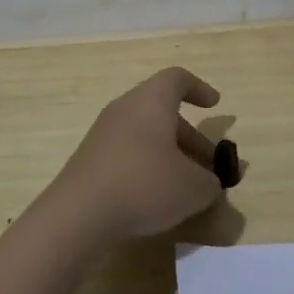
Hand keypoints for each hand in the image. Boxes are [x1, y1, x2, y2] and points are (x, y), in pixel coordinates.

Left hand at [48, 67, 224, 239]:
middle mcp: (125, 109)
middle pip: (162, 111)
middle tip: (208, 165)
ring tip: (184, 185)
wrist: (78, 214)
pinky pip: (126, 152)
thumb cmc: (144, 185)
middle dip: (190, 136)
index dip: (199, 88)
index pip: (177, 79)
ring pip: (144, 133)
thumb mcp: (193, 188)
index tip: (214, 105)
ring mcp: (103, 134)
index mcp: (151, 101)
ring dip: (169, 153)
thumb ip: (211, 183)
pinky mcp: (89, 159)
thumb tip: (210, 184)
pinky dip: (146, 166)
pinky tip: (154, 196)